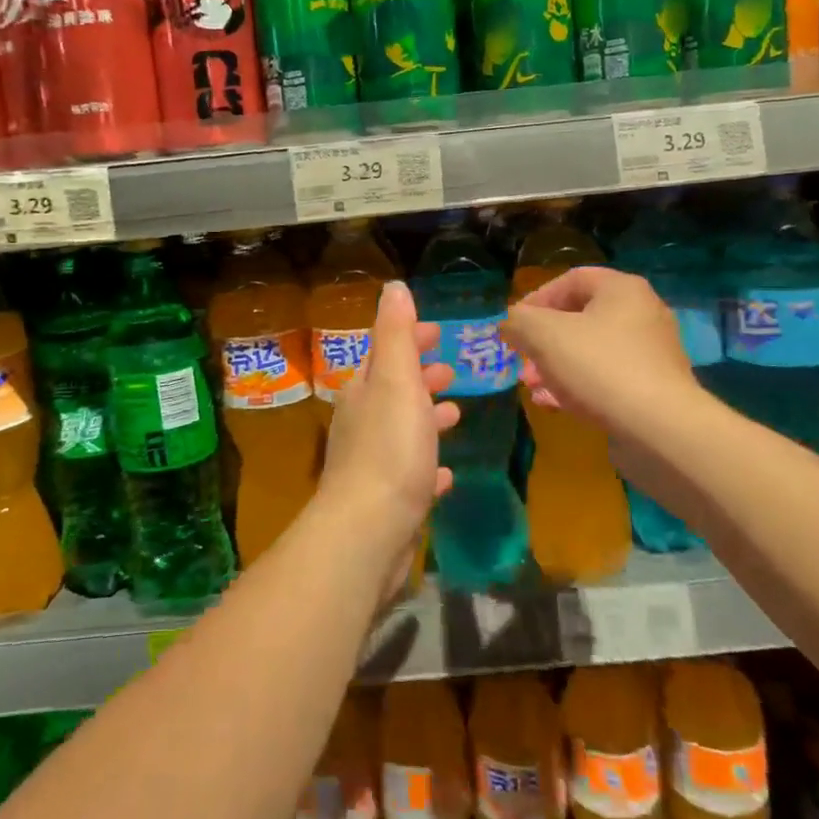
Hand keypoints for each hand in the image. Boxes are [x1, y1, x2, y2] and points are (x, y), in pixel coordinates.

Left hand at [319, 282, 457, 591]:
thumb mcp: (395, 380)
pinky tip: (445, 474)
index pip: (385, 353)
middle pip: (393, 390)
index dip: (409, 339)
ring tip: (455, 413)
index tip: (437, 332)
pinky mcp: (387, 502)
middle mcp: (363, 423)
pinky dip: (428, 466)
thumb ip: (395, 334)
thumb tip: (393, 287)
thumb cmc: (389, 449)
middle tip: (451, 370)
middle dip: (420, 376)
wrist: (369, 531)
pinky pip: (411, 475)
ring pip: (402, 431)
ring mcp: (373, 464)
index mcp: (365, 392)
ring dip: (426, 418)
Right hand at [503, 266, 699, 438]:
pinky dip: (578, 386)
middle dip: (542, 341)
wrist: (659, 428)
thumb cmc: (599, 366)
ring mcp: (651, 352)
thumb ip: (519, 322)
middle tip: (522, 362)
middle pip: (579, 318)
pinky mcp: (653, 387)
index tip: (514, 326)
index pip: (570, 280)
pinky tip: (555, 405)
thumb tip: (510, 324)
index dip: (535, 299)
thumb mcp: (543, 335)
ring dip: (555, 366)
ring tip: (533, 387)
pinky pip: (606, 377)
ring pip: (590, 351)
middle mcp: (642, 313)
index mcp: (621, 289)